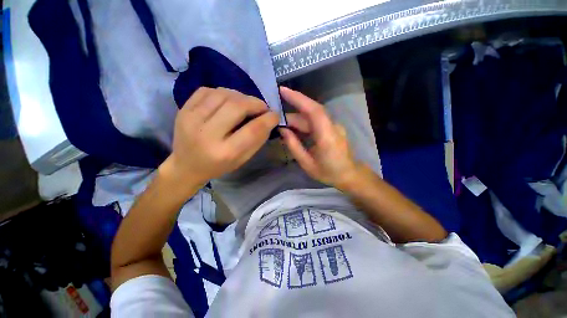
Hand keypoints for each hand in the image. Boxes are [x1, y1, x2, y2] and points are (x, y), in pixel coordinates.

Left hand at [162, 87, 278, 191]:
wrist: (186, 166)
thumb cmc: (219, 166)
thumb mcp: (243, 159)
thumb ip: (257, 140)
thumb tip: (269, 120)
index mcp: (225, 152)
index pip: (252, 130)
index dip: (268, 119)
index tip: (275, 115)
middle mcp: (206, 134)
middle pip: (237, 107)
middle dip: (255, 103)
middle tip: (262, 107)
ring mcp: (191, 119)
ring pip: (223, 94)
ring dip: (241, 96)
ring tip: (246, 104)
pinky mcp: (183, 109)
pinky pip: (207, 90)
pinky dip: (223, 92)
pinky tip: (228, 101)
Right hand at [279, 87, 361, 189]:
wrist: (349, 174)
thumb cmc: (328, 172)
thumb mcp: (307, 164)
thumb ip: (294, 146)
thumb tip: (282, 130)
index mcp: (327, 137)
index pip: (314, 111)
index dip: (298, 98)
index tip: (282, 91)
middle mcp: (332, 126)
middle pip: (311, 112)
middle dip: (292, 111)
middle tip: (276, 117)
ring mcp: (334, 126)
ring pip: (313, 116)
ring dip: (296, 118)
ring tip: (282, 124)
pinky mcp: (332, 127)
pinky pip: (315, 121)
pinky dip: (303, 122)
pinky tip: (294, 128)